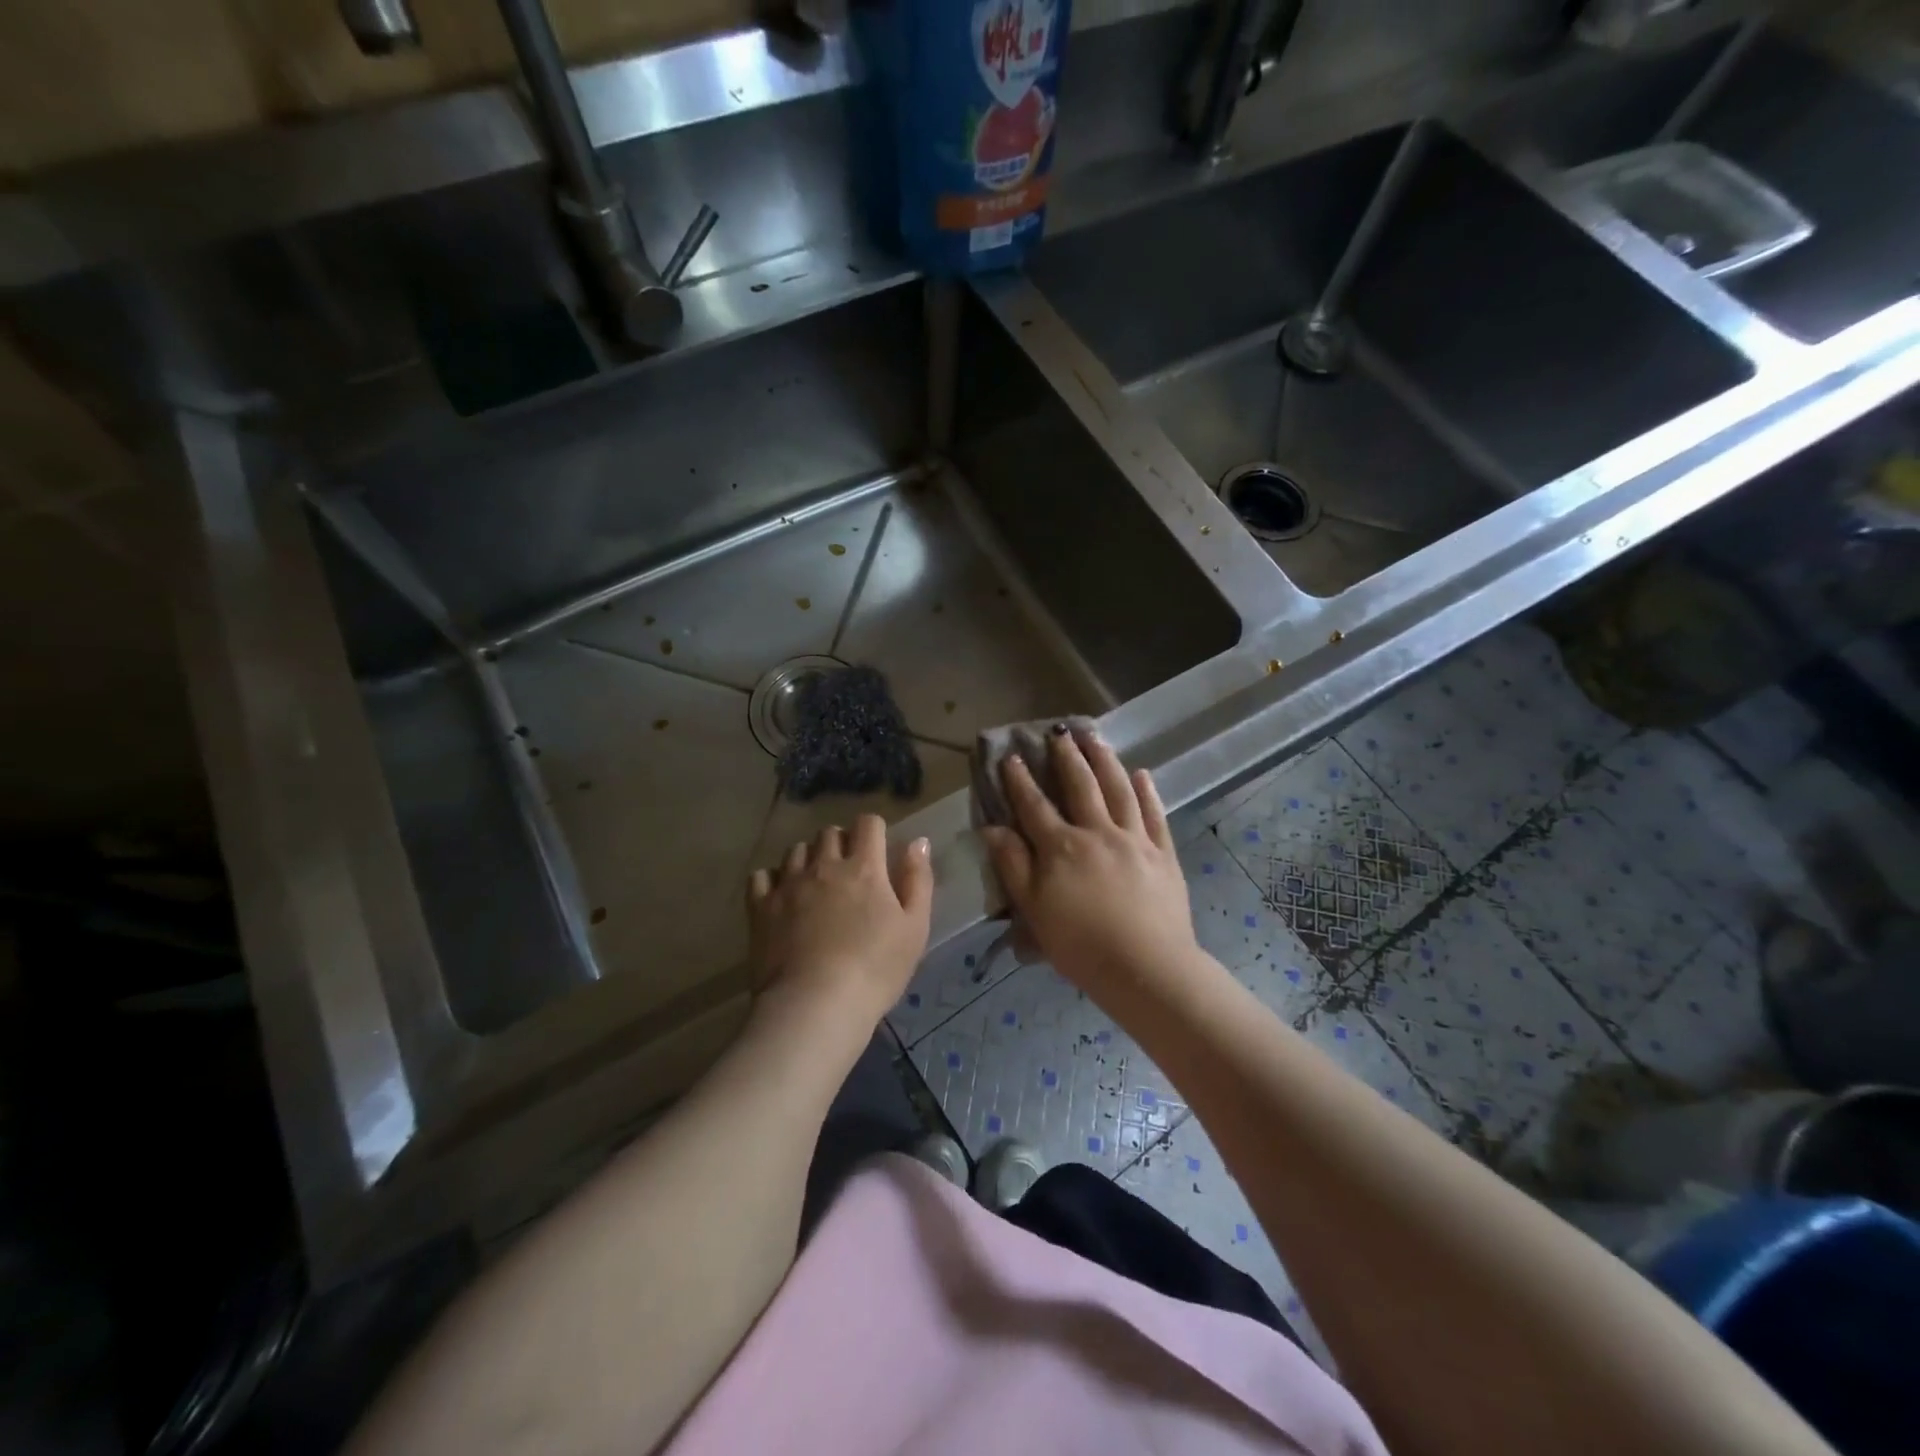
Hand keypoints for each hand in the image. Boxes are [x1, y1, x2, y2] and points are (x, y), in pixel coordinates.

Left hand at [747, 815, 932, 1030]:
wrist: (815, 1006)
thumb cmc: (875, 969)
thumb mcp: (915, 928)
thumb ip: (917, 880)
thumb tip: (918, 842)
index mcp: (864, 868)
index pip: (868, 824)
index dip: (874, 830)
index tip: (878, 848)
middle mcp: (824, 865)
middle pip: (830, 832)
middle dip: (841, 842)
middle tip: (848, 869)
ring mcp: (789, 884)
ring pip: (796, 850)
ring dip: (809, 858)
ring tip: (815, 882)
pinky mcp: (761, 906)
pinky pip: (762, 875)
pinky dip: (772, 879)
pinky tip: (781, 895)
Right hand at [978, 726, 1202, 1005]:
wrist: (1146, 968)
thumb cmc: (1080, 944)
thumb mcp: (1034, 909)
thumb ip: (1013, 865)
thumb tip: (992, 828)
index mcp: (1062, 847)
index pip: (1035, 805)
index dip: (1021, 780)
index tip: (1012, 756)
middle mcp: (1098, 832)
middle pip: (1081, 786)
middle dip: (1067, 757)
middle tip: (1060, 732)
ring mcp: (1135, 840)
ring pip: (1119, 790)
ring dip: (1106, 761)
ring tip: (1096, 738)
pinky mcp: (1163, 854)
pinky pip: (1155, 814)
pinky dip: (1148, 791)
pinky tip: (1142, 774)